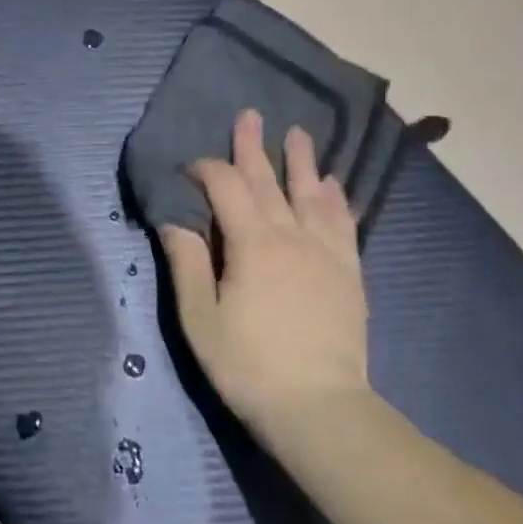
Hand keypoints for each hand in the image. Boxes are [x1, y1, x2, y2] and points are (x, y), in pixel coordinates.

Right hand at [161, 109, 370, 443]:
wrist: (320, 409)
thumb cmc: (249, 366)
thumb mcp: (200, 320)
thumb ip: (187, 264)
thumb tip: (174, 221)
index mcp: (251, 244)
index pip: (226, 188)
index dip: (206, 169)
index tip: (190, 167)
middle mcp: (290, 235)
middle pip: (269, 181)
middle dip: (254, 147)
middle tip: (251, 115)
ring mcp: (325, 252)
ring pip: (311, 194)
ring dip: (302, 162)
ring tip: (298, 134)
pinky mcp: (349, 272)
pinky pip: (343, 223)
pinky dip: (336, 199)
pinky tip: (334, 185)